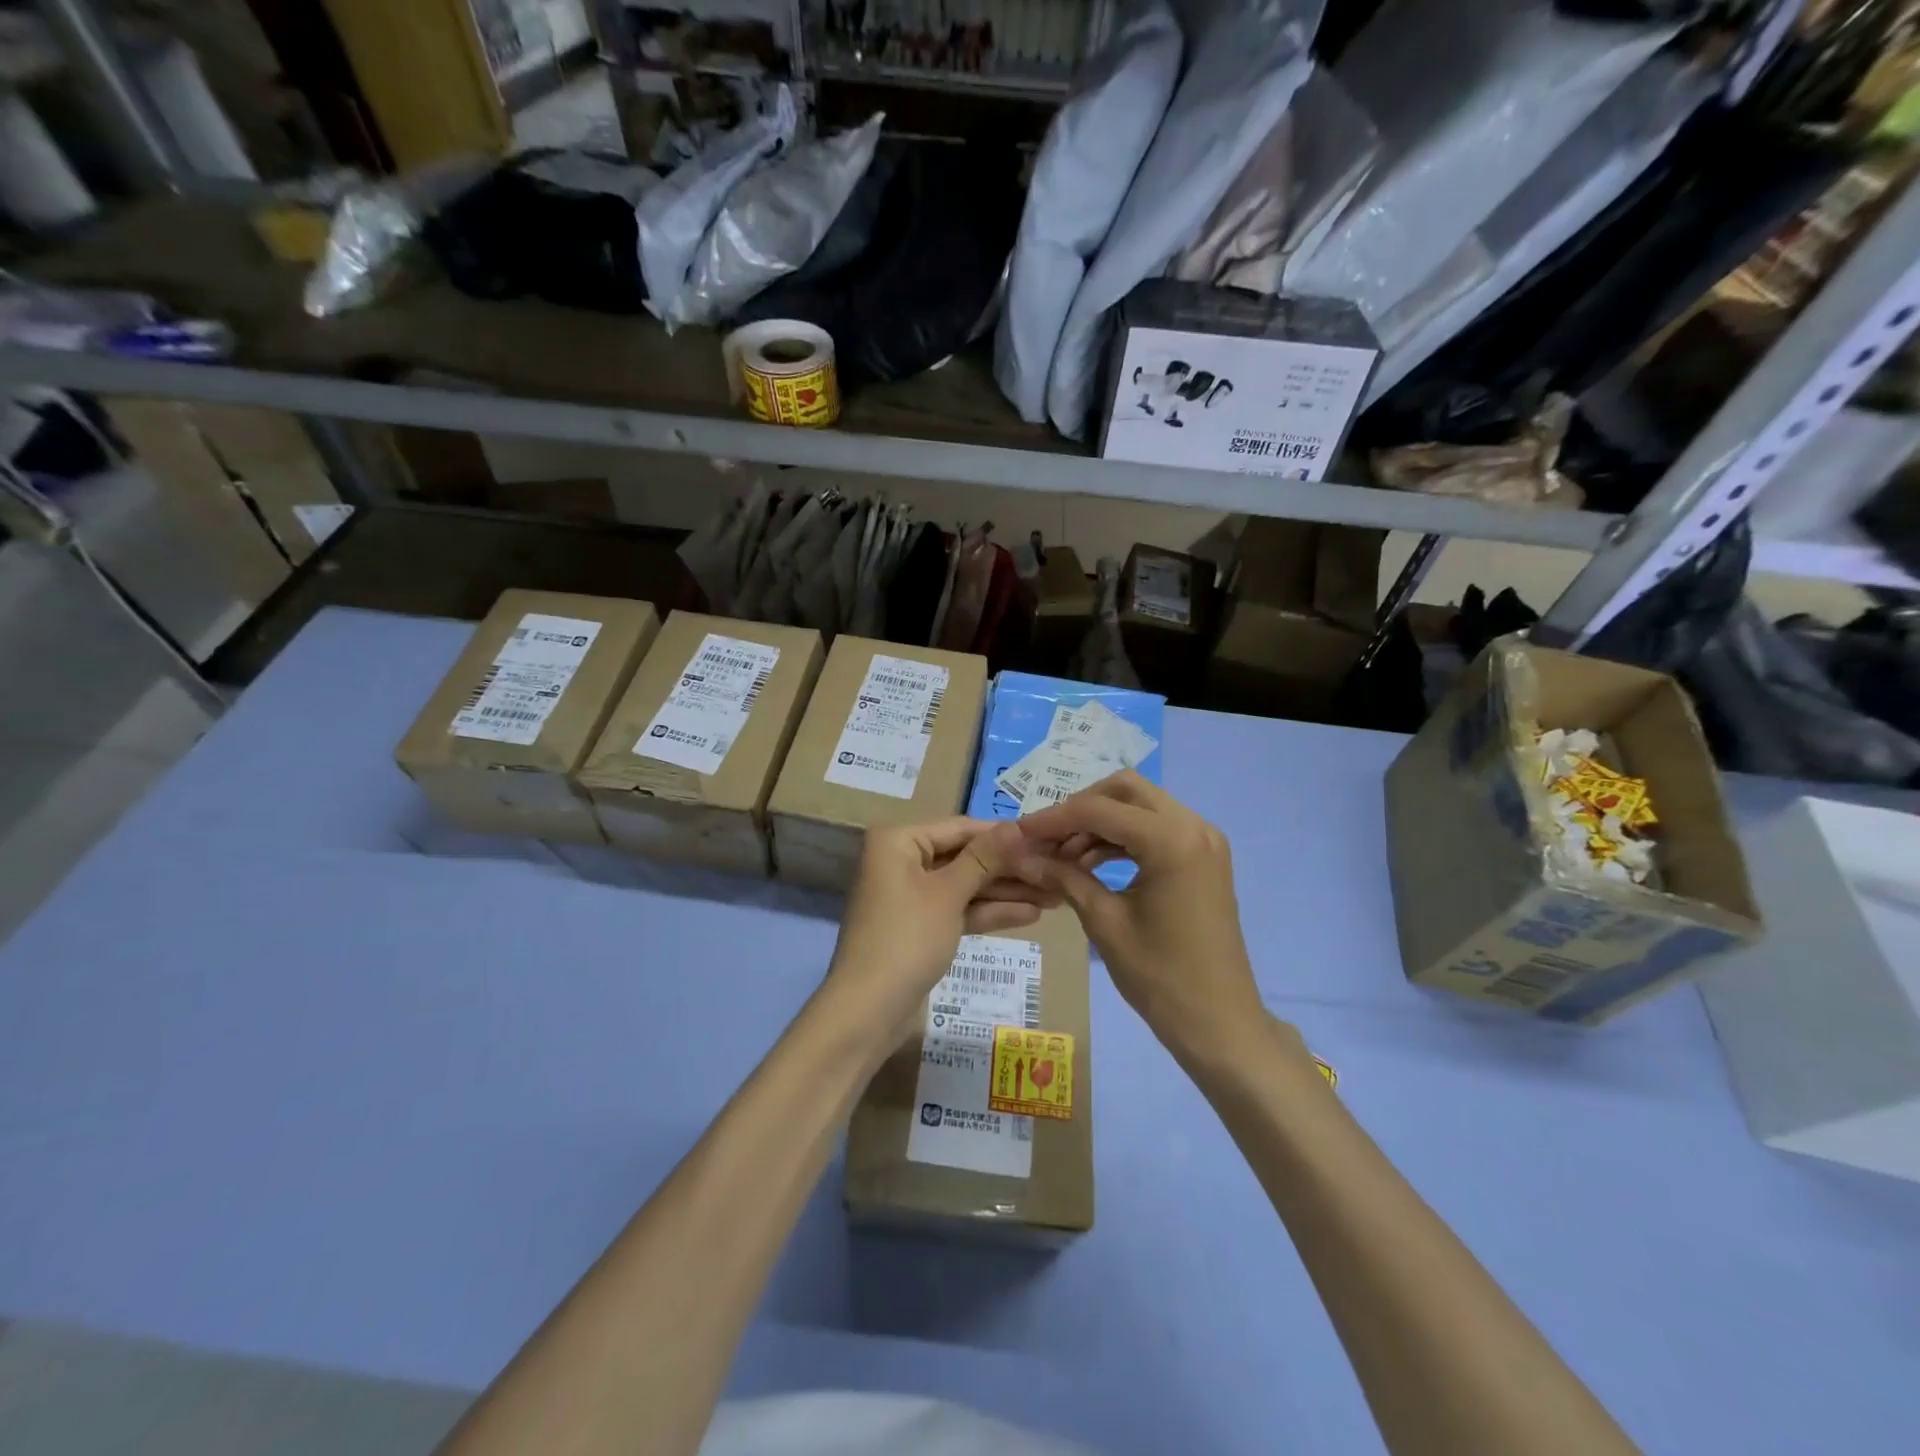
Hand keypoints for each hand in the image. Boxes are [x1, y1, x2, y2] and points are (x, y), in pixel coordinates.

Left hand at [824, 818, 1056, 1042]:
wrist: (868, 1010)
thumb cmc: (906, 938)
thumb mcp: (948, 894)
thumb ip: (984, 858)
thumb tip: (1016, 826)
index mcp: (898, 841)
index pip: (960, 828)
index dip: (1004, 836)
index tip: (1045, 840)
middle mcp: (902, 861)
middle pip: (965, 857)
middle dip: (1009, 868)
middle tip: (1055, 871)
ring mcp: (911, 895)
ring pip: (965, 886)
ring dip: (1006, 892)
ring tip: (1054, 895)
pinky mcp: (921, 926)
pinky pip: (958, 910)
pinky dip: (988, 912)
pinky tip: (1030, 914)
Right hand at [1017, 772, 1266, 1057]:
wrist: (1219, 1022)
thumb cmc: (1159, 976)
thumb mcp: (1103, 922)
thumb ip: (1063, 877)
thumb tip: (1021, 854)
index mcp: (1171, 840)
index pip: (1099, 809)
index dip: (1053, 818)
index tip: (1019, 832)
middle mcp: (1194, 826)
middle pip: (1125, 790)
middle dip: (1081, 808)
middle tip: (1046, 838)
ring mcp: (1204, 840)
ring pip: (1141, 806)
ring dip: (1101, 822)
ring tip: (1062, 855)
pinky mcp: (1204, 857)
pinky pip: (1157, 828)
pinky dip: (1123, 837)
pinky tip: (1091, 862)